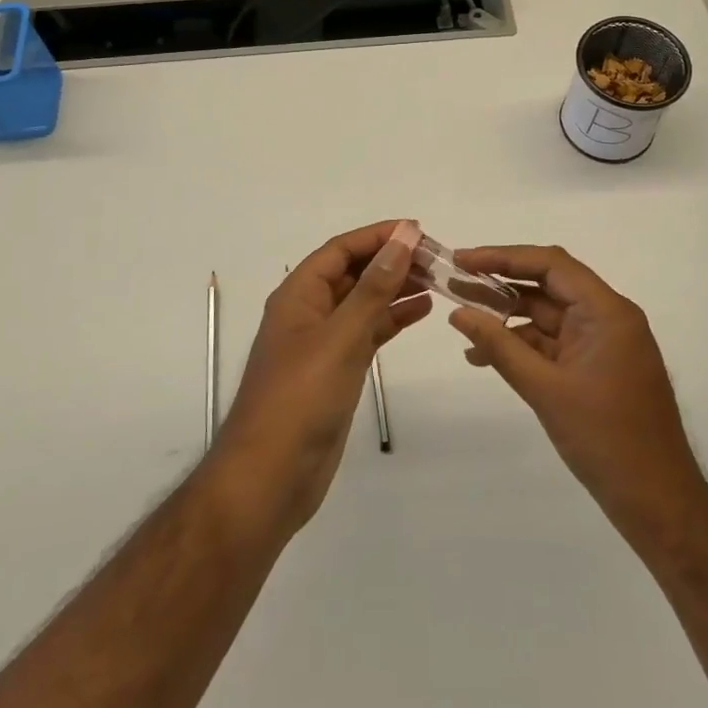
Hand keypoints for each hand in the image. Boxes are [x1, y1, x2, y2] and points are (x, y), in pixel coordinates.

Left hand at [213, 220, 430, 532]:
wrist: (270, 477)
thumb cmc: (300, 399)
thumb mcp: (340, 337)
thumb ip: (374, 287)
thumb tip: (403, 237)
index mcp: (298, 295)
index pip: (341, 250)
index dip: (378, 235)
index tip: (419, 230)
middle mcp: (308, 312)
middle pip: (353, 273)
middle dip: (391, 260)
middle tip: (437, 258)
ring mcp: (322, 344)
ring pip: (363, 302)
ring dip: (396, 288)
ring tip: (437, 279)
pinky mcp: (336, 372)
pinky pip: (367, 333)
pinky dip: (392, 320)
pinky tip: (422, 311)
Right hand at [447, 245, 707, 549]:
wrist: (659, 504)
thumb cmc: (605, 440)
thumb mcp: (544, 389)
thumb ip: (499, 346)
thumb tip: (458, 313)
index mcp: (606, 311)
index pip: (550, 264)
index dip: (503, 256)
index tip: (462, 260)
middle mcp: (608, 317)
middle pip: (548, 285)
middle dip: (500, 285)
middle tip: (454, 284)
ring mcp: (603, 344)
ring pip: (548, 316)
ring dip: (507, 319)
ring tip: (462, 323)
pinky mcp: (597, 368)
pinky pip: (554, 344)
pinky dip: (522, 346)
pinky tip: (485, 357)